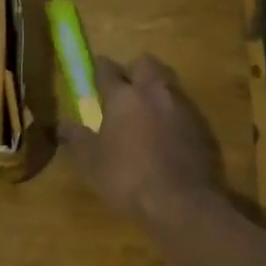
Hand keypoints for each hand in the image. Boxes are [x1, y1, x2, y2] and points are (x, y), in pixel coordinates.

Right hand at [58, 54, 222, 223]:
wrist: (183, 201)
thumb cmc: (128, 178)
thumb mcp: (91, 162)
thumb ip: (76, 138)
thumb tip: (61, 123)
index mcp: (123, 96)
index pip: (107, 69)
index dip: (99, 69)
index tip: (94, 73)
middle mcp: (154, 92)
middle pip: (145, 64)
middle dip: (134, 71)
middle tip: (124, 90)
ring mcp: (183, 106)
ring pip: (167, 83)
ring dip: (156, 91)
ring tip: (146, 113)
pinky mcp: (203, 125)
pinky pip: (184, 108)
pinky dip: (173, 114)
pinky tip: (167, 135)